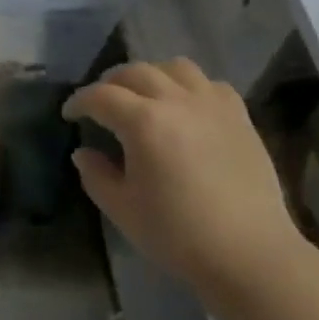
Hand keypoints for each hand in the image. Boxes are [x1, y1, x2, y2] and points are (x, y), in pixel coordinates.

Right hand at [64, 60, 303, 294]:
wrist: (248, 252)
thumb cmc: (178, 234)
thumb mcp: (124, 210)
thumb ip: (97, 175)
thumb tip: (83, 152)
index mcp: (144, 122)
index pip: (101, 97)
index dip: (80, 101)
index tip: (70, 114)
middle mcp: (178, 100)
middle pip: (136, 72)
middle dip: (110, 83)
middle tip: (100, 103)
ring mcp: (213, 103)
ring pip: (175, 67)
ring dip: (151, 75)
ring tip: (144, 96)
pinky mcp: (240, 115)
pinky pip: (209, 84)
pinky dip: (189, 86)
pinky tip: (186, 107)